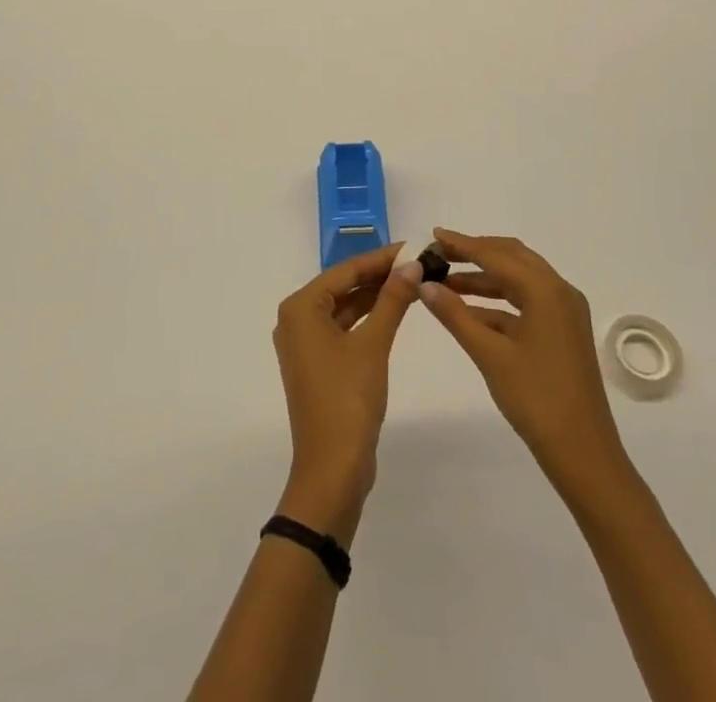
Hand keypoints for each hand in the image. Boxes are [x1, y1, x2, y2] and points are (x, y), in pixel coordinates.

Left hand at [272, 244, 422, 544]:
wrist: (332, 470)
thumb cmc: (347, 400)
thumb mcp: (373, 344)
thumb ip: (392, 300)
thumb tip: (412, 264)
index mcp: (300, 308)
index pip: (345, 270)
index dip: (381, 257)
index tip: (412, 246)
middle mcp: (296, 319)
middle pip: (343, 286)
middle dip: (380, 275)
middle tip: (418, 263)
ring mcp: (305, 343)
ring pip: (345, 307)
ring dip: (376, 296)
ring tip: (413, 282)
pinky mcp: (318, 364)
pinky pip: (344, 328)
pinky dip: (368, 319)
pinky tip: (395, 310)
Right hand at [418, 229, 628, 492]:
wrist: (584, 454)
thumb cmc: (536, 399)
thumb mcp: (489, 354)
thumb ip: (455, 315)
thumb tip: (424, 284)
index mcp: (546, 290)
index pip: (496, 255)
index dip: (462, 244)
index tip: (432, 236)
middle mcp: (559, 291)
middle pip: (511, 257)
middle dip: (475, 253)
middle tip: (440, 254)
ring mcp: (564, 312)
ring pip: (518, 279)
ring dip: (484, 278)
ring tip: (446, 281)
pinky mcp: (563, 331)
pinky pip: (526, 302)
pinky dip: (498, 301)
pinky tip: (469, 310)